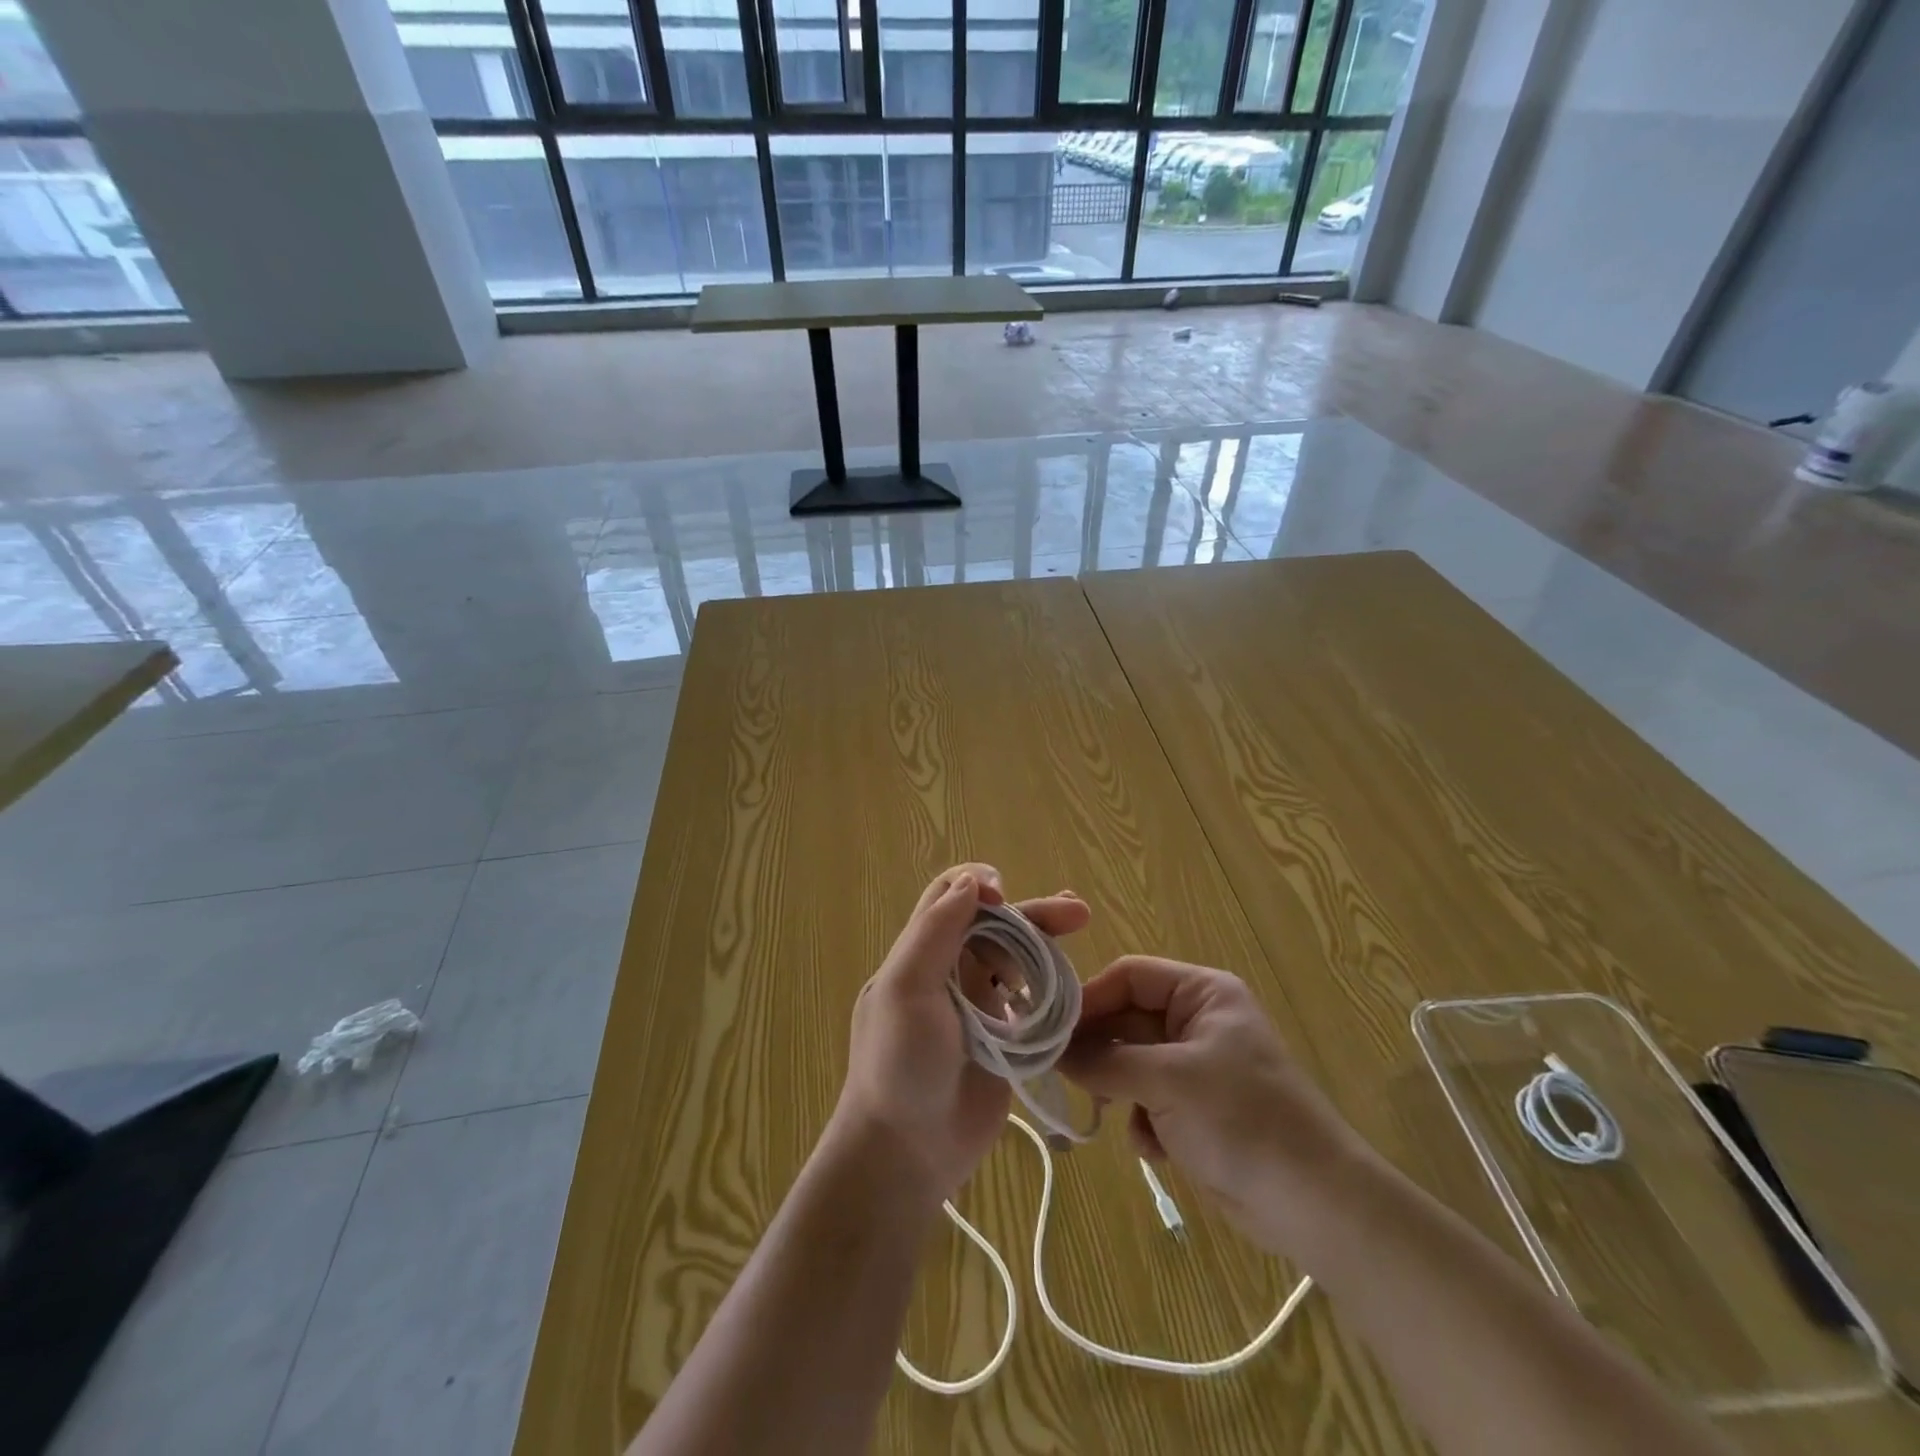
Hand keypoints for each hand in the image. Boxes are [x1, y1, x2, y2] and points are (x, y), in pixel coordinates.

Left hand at [835, 863, 1091, 1208]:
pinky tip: (1074, 987)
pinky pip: (1032, 1001)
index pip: (949, 897)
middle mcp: (950, 972)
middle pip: (995, 925)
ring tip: (1080, 939)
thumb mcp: (906, 990)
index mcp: (921, 953)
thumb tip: (972, 882)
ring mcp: (979, 1007)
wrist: (906, 1153)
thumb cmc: (900, 1065)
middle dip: (1032, 914)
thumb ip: (935, 932)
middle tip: (1076, 914)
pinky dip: (1052, 988)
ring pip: (1017, 960)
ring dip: (1046, 946)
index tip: (1006, 897)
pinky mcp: (1004, 1040)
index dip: (979, 886)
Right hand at [1058, 956, 1373, 1252]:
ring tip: (1114, 1115)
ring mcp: (1195, 1066)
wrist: (1314, 1206)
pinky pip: (1146, 1098)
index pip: (1129, 975)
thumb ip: (1105, 1062)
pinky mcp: (1194, 1108)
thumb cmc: (1243, 1120)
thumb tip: (1052, 1052)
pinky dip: (1142, 1120)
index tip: (1052, 1029)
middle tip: (1064, 1076)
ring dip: (1119, 1090)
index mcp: (1202, 993)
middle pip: (1126, 1019)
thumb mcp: (1168, 1081)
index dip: (1090, 998)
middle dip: (1101, 1051)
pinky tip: (1156, 1148)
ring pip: (1130, 1062)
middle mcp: (1196, 1020)